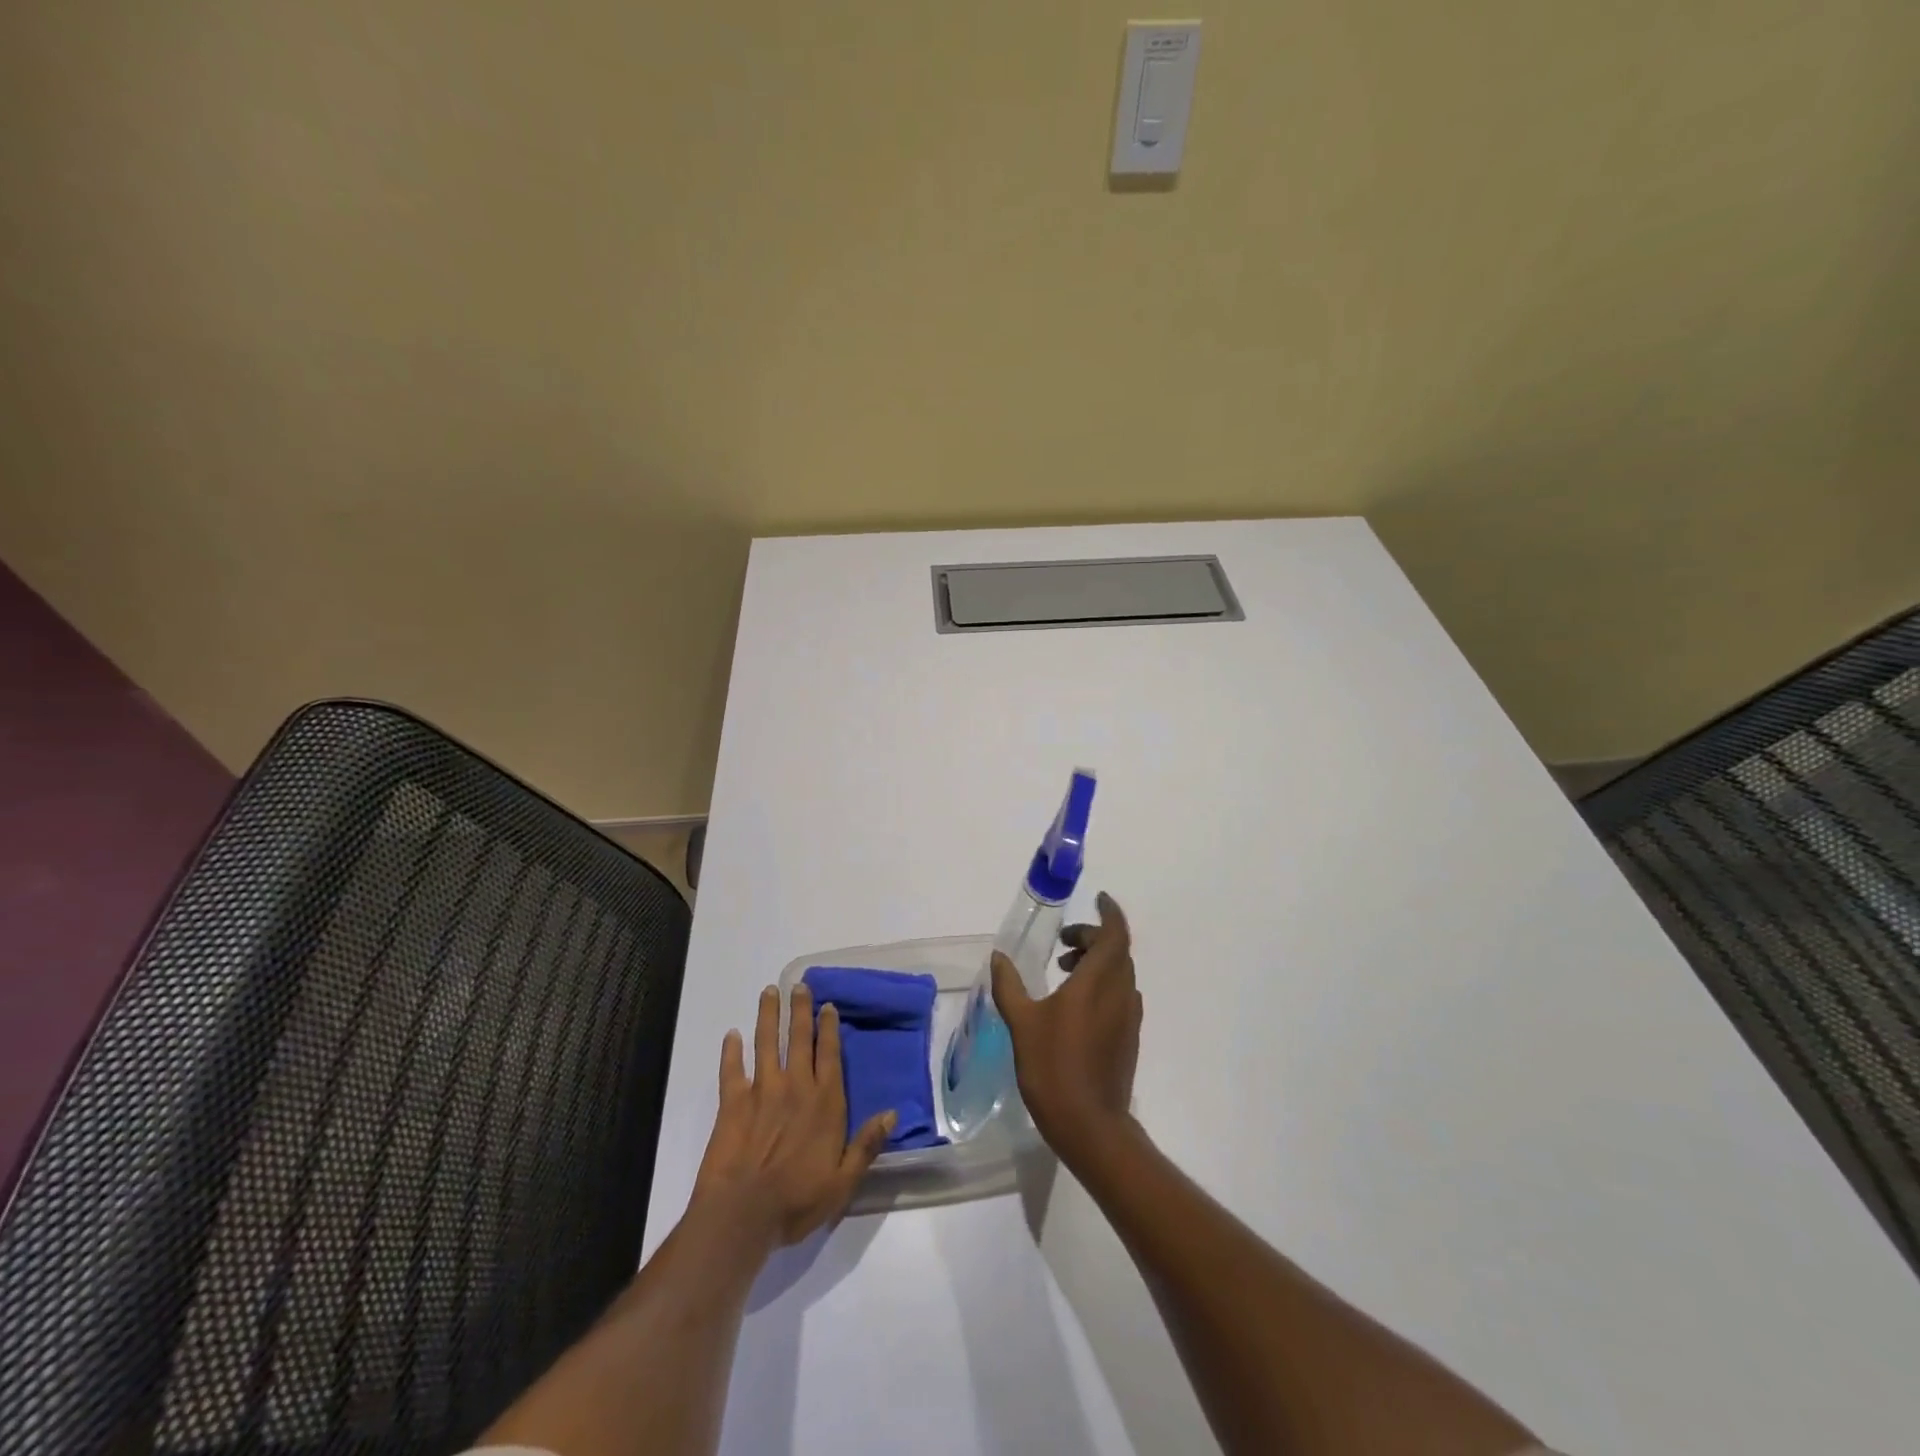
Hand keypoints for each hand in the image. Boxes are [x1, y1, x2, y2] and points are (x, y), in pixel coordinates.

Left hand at [692, 984, 895, 1249]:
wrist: (743, 1214)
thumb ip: (867, 1145)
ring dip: (768, 1016)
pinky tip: (731, 1035)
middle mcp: (795, 1087)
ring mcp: (762, 1091)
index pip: (830, 1054)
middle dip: (800, 1010)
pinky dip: (731, 1051)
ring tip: (769, 992)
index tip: (828, 1005)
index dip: (829, 1028)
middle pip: (799, 1039)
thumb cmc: (797, 1200)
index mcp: (824, 1102)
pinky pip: (732, 1070)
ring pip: (767, 1043)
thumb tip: (893, 1113)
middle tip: (799, 985)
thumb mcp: (844, 1181)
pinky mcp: (733, 1103)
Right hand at [991, 891, 1142, 1160]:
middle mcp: (1120, 992)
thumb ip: (1009, 985)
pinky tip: (1075, 1004)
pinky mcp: (1129, 1037)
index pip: (1115, 933)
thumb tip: (998, 956)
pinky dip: (1102, 984)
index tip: (1098, 899)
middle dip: (1092, 937)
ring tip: (1064, 972)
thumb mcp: (1022, 1023)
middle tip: (1063, 943)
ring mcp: (1128, 1016)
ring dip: (1097, 961)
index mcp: (1098, 982)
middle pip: (1116, 950)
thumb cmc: (1054, 1068)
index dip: (1109, 912)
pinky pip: (1120, 994)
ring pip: (1120, 973)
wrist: (1091, 1126)